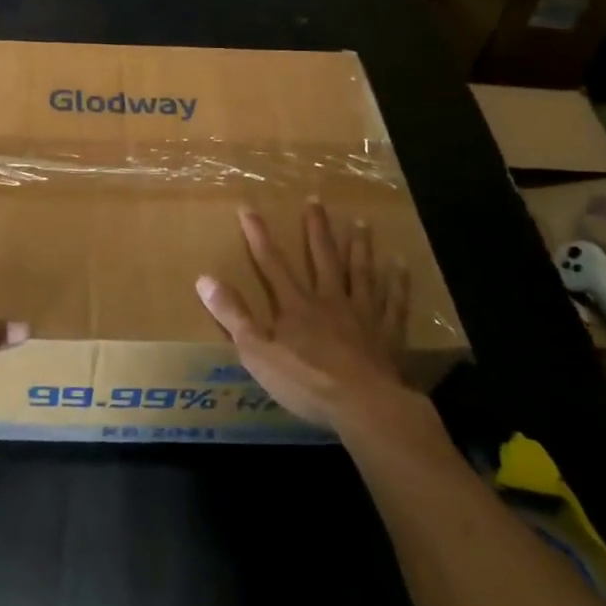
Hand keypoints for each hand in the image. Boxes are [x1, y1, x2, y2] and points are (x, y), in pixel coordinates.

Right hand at [195, 201, 410, 429]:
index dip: (258, 236)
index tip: (248, 208)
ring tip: (362, 222)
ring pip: (360, 273)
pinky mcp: (387, 335)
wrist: (364, 406)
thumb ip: (232, 315)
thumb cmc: (306, 381)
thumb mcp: (257, 351)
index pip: (271, 264)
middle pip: (322, 258)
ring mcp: (362, 315)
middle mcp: (329, 300)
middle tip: (315, 199)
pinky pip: (394, 303)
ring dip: (359, 247)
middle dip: (316, 229)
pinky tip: (401, 264)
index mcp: (295, 306)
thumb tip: (204, 278)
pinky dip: (398, 283)